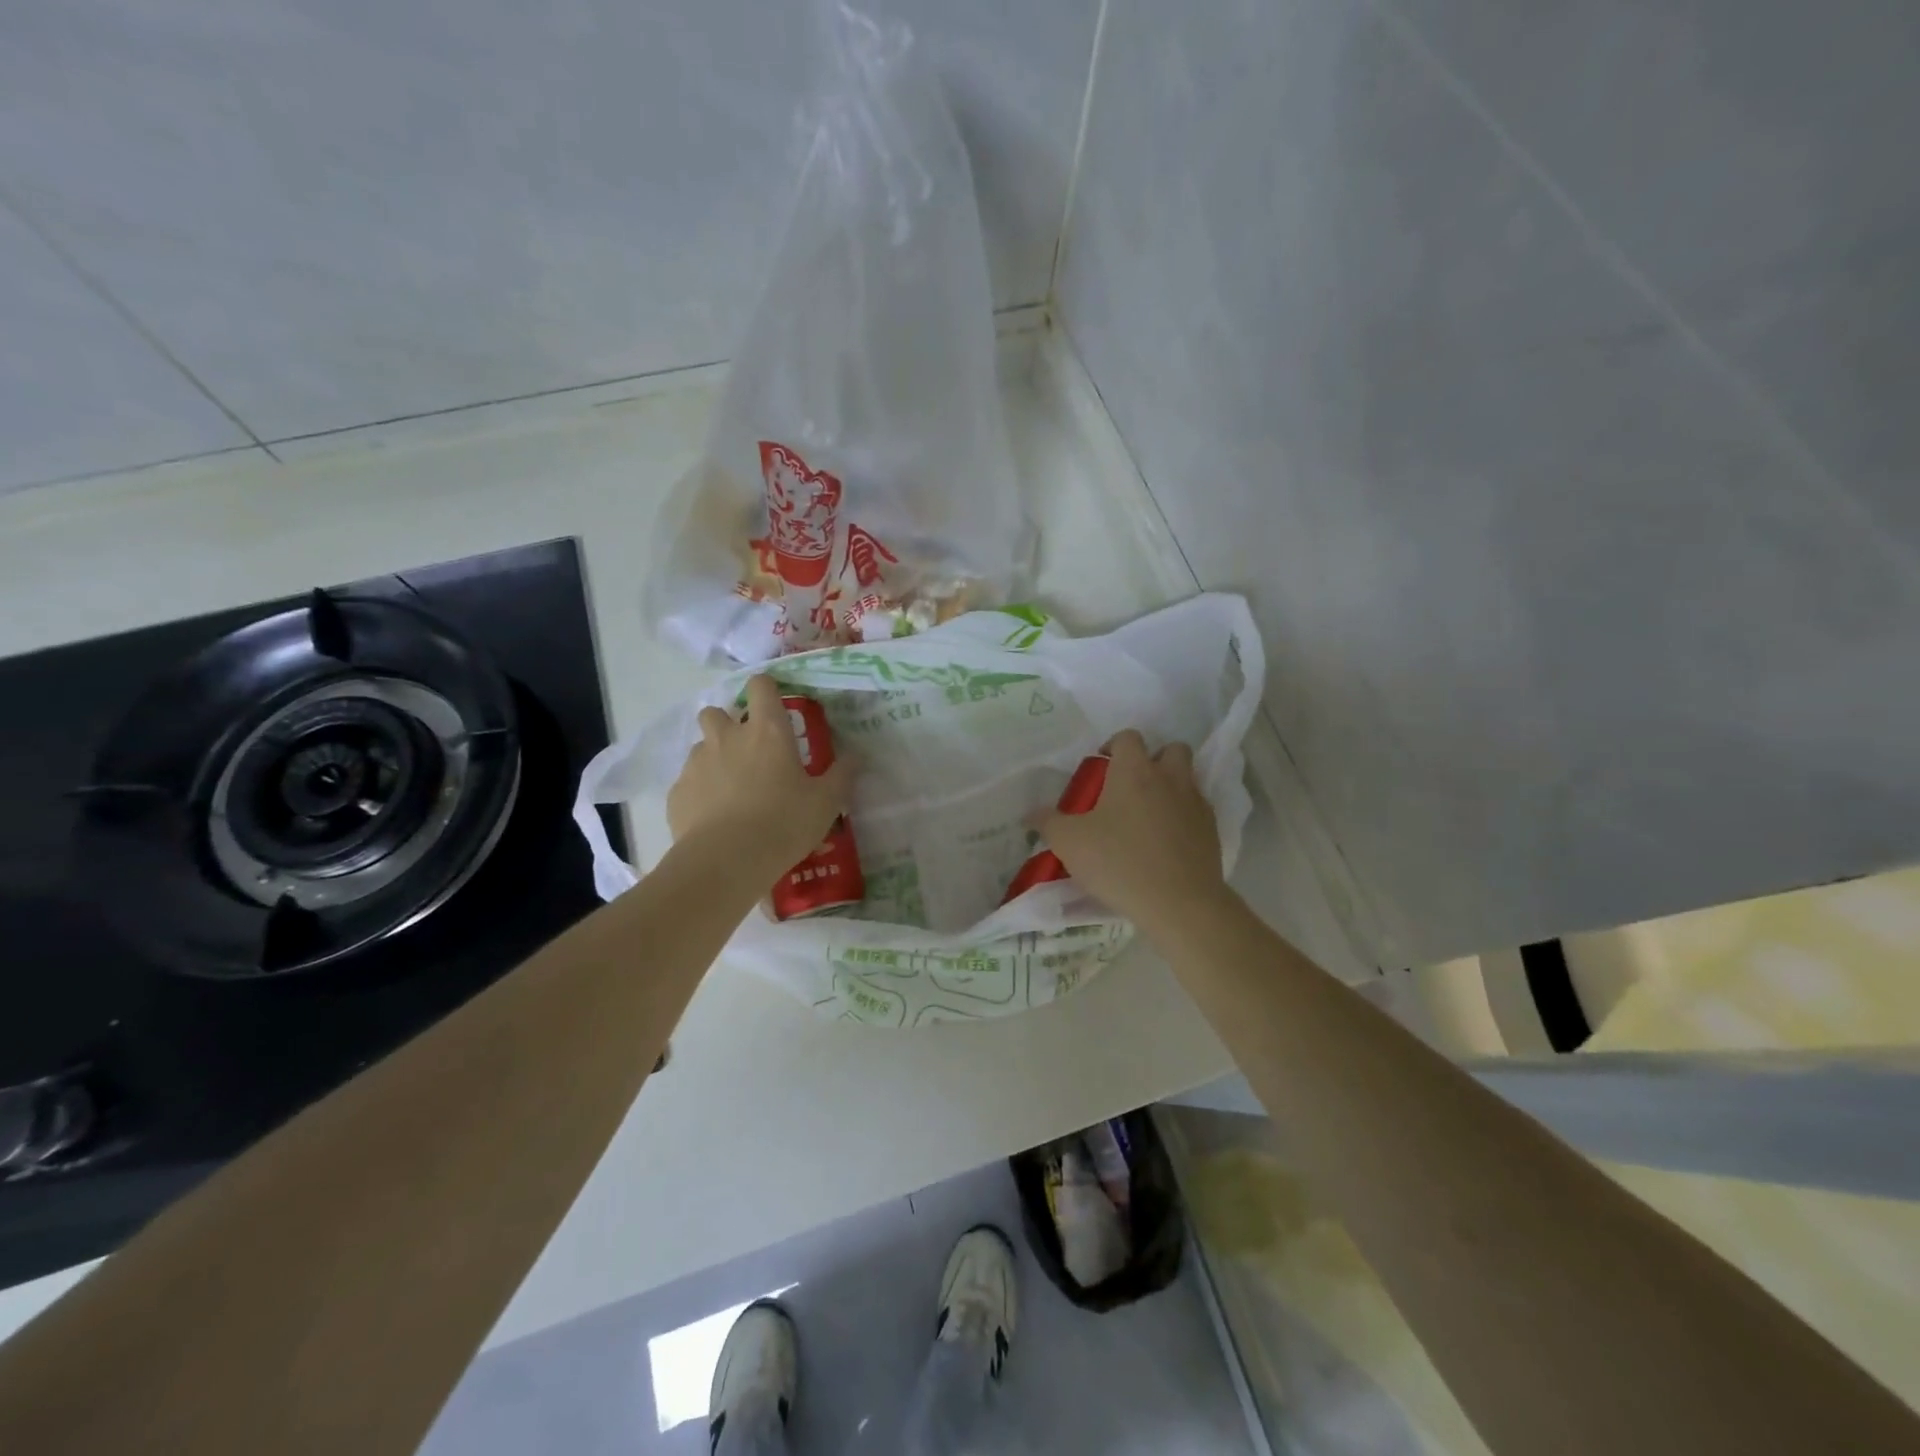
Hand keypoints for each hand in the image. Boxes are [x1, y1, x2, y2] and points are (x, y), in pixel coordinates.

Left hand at [667, 675, 853, 878]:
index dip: (766, 691)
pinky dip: (700, 792)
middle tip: (748, 752)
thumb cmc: (783, 823)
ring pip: (701, 747)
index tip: (774, 709)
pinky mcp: (678, 792)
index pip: (760, 686)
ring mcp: (697, 763)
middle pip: (717, 711)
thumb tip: (856, 756)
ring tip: (731, 789)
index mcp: (767, 731)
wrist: (726, 861)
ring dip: (714, 758)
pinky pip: (688, 782)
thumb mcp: (826, 802)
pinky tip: (714, 818)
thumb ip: (842, 775)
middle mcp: (728, 737)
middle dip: (728, 725)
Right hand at [1033, 730, 1231, 933]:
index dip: (1113, 746)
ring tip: (1148, 815)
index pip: (1128, 737)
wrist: (1179, 903)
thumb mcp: (1069, 843)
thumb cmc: (1119, 862)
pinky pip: (1197, 811)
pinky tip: (1166, 843)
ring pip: (1188, 779)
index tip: (1100, 769)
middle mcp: (1170, 778)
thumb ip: (1048, 822)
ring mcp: (1196, 804)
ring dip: (1171, 787)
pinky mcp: (1212, 831)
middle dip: (1153, 760)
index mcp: (1135, 771)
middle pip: (1170, 749)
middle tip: (1131, 787)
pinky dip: (1183, 818)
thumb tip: (1031, 813)